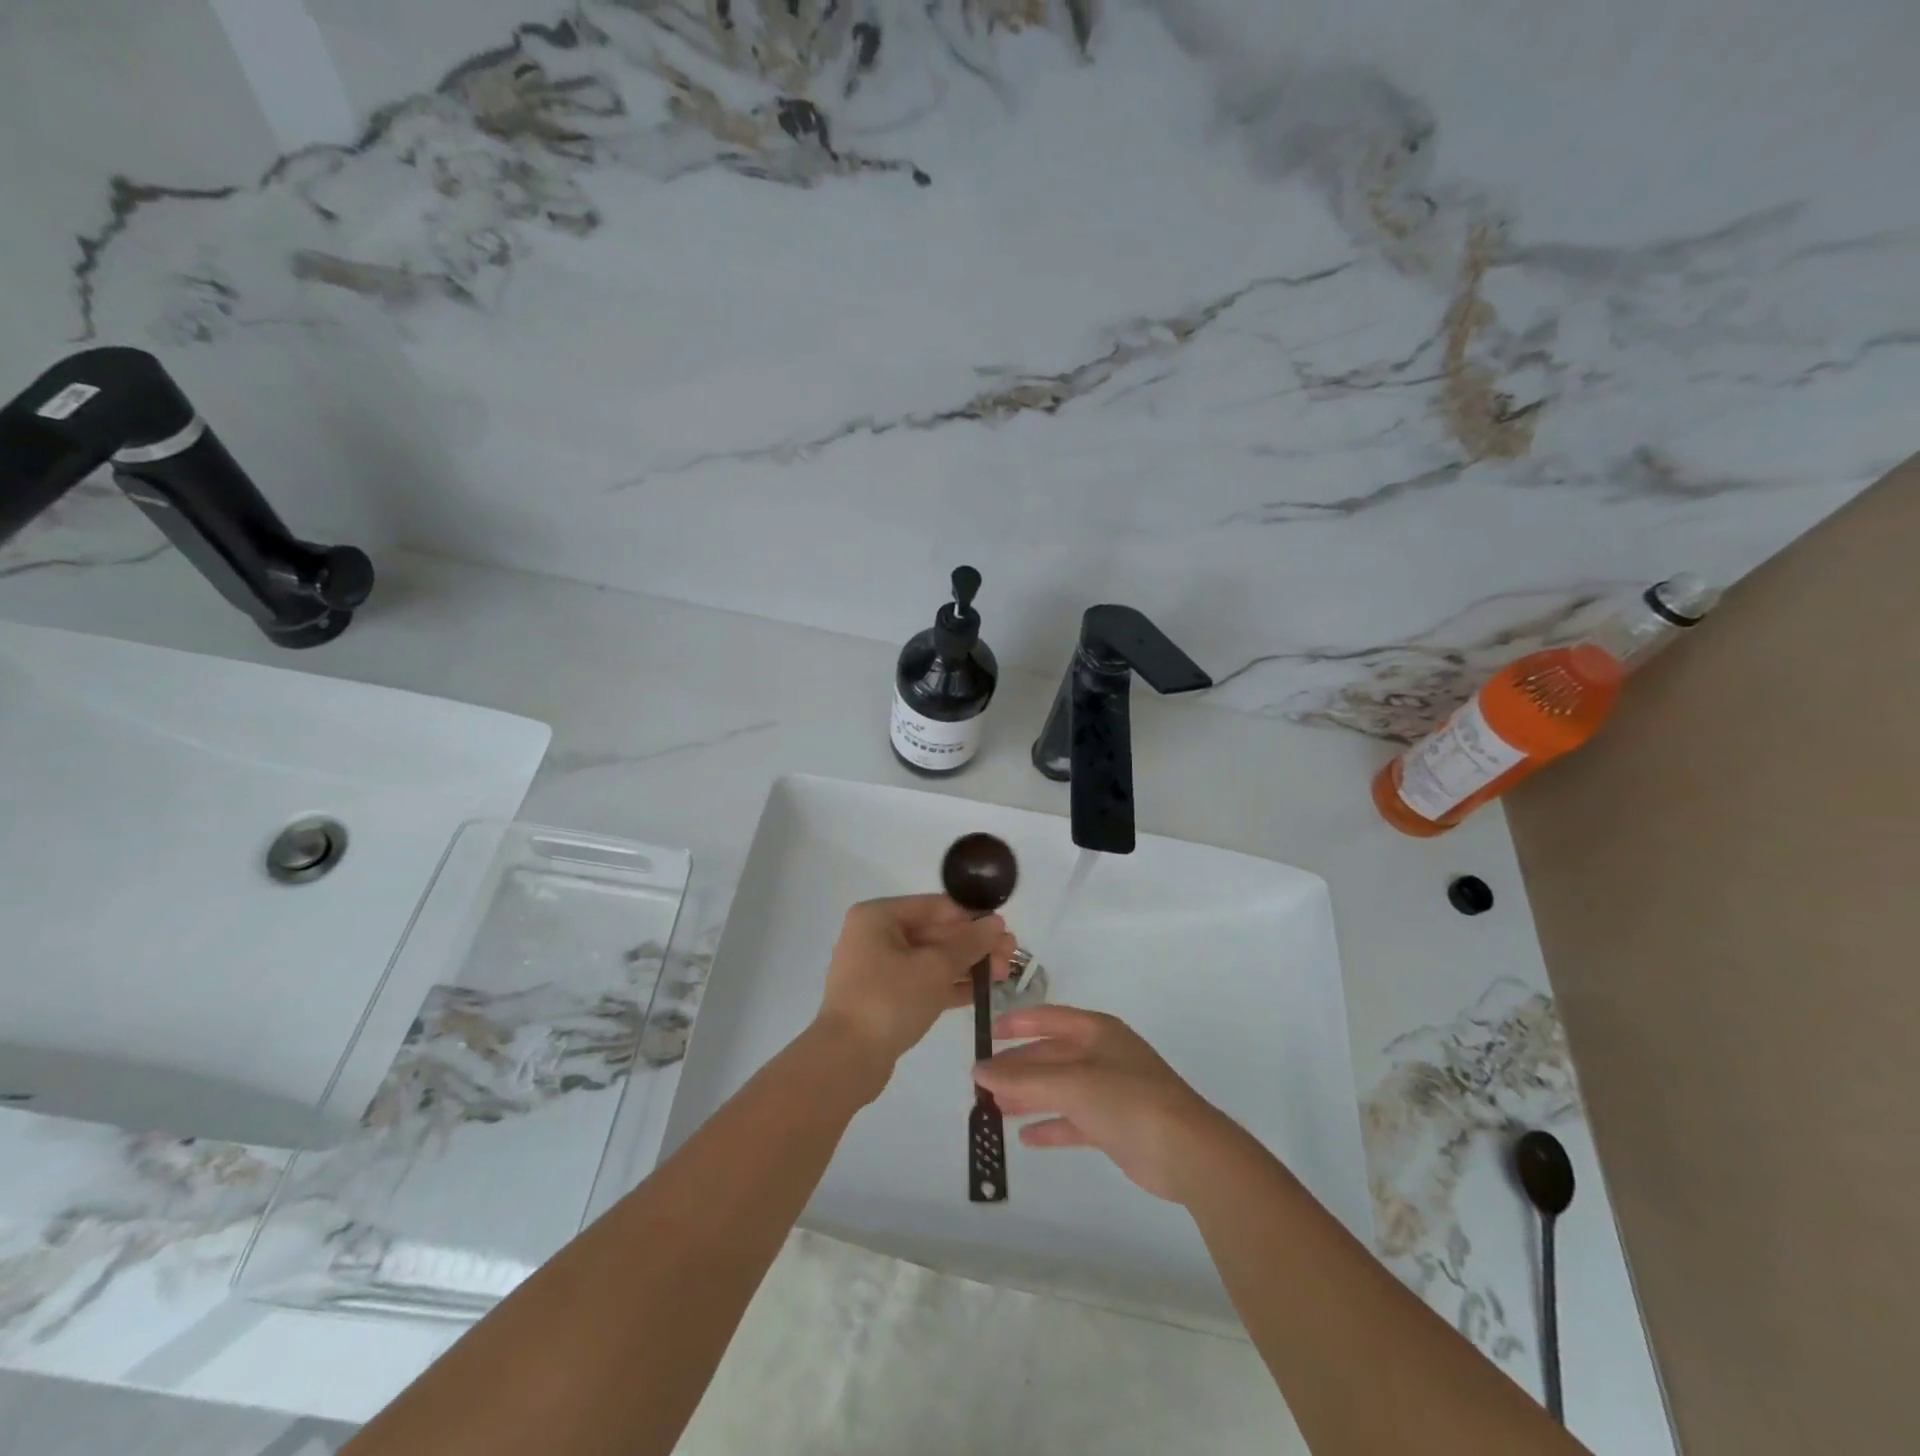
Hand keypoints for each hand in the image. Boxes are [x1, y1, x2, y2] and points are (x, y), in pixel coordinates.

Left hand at [816, 895, 1013, 1075]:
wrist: (846, 1060)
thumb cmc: (889, 1000)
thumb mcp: (935, 967)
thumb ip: (969, 943)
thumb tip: (996, 922)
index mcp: (878, 916)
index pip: (934, 906)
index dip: (972, 916)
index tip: (1004, 929)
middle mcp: (874, 935)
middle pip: (934, 932)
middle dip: (973, 944)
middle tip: (1012, 955)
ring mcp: (877, 968)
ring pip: (930, 959)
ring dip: (966, 965)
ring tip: (1004, 973)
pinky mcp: (883, 997)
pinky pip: (922, 981)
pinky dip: (949, 985)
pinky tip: (982, 992)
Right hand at [973, 1005, 1231, 1201]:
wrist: (1187, 1152)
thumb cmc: (1128, 1100)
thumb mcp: (1072, 1084)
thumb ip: (1023, 1080)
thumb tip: (979, 1071)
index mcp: (1097, 1031)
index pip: (1049, 1019)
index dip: (1018, 1023)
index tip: (987, 1035)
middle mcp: (1102, 1055)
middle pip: (1051, 1056)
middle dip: (1018, 1067)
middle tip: (982, 1082)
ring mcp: (1110, 1091)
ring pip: (1059, 1089)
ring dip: (1029, 1097)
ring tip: (993, 1108)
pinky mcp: (1114, 1126)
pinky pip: (1073, 1120)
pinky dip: (1050, 1125)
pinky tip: (1025, 1137)